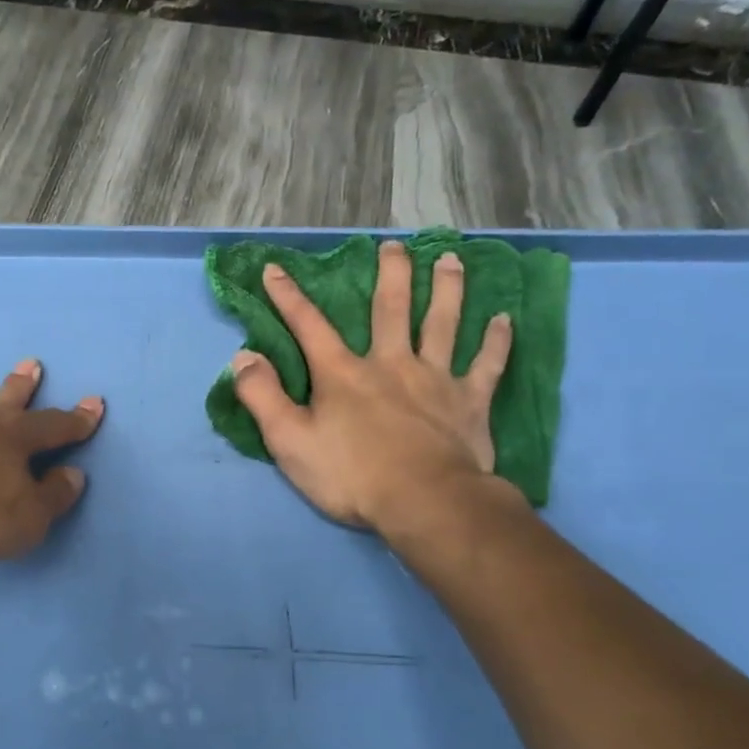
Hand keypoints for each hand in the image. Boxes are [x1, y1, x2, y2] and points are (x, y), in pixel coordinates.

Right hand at [230, 243, 517, 543]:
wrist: (424, 503)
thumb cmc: (351, 475)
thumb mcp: (289, 441)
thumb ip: (263, 397)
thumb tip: (243, 357)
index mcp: (343, 374)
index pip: (309, 326)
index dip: (288, 297)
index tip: (275, 269)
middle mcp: (391, 363)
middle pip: (391, 308)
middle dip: (391, 273)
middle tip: (395, 245)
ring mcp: (435, 379)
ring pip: (443, 322)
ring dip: (448, 289)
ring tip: (451, 259)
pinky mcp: (470, 402)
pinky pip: (487, 364)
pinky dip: (497, 341)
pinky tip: (505, 320)